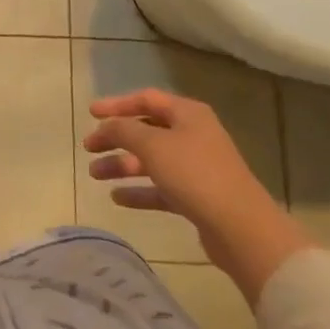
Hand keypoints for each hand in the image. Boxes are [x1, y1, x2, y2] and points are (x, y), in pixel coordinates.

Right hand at [83, 90, 311, 302]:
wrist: (240, 228)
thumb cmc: (195, 174)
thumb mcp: (152, 145)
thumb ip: (123, 130)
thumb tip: (107, 126)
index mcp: (187, 114)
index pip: (146, 99)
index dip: (116, 104)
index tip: (90, 113)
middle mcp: (193, 135)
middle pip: (146, 131)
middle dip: (115, 138)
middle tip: (89, 147)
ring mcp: (196, 167)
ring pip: (150, 160)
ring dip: (122, 165)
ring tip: (95, 175)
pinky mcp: (196, 197)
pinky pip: (160, 187)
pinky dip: (139, 190)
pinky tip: (117, 198)